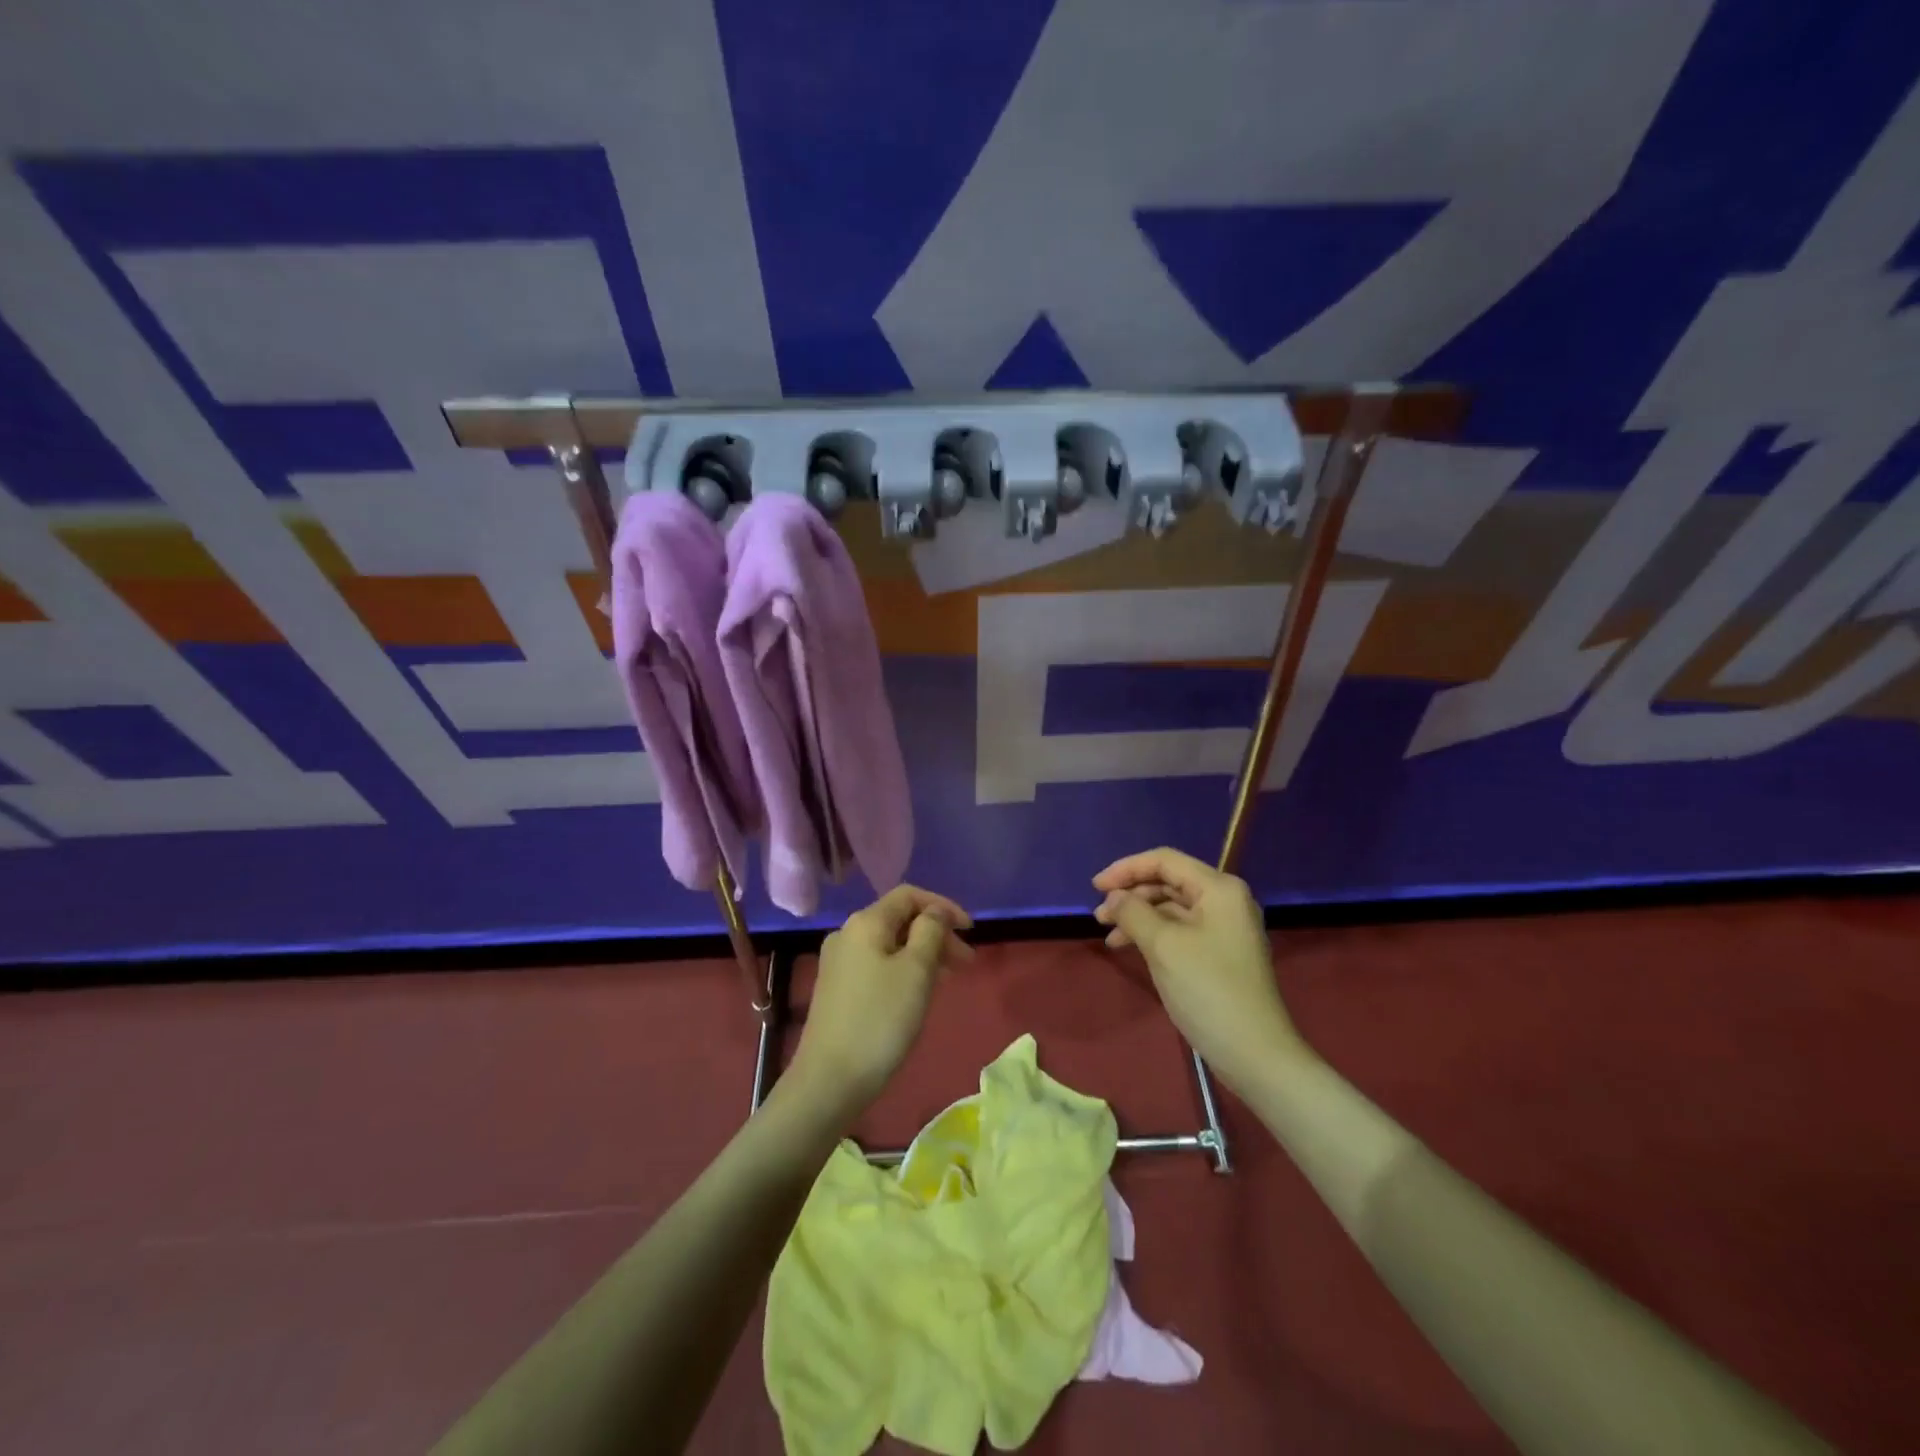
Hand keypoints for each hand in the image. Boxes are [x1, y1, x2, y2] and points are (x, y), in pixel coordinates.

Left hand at [787, 885, 973, 1121]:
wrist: (829, 1080)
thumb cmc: (880, 1020)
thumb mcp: (916, 971)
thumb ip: (930, 931)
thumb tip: (935, 912)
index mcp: (865, 922)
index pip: (909, 895)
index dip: (943, 906)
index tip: (971, 931)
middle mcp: (848, 934)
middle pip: (900, 919)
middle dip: (937, 934)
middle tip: (967, 962)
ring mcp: (840, 963)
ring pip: (891, 944)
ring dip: (924, 953)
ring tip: (950, 978)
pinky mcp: (839, 989)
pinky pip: (879, 965)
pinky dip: (905, 969)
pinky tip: (920, 992)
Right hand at [1093, 848, 1302, 1092]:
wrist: (1254, 1054)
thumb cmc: (1208, 990)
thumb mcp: (1163, 945)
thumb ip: (1133, 912)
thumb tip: (1115, 897)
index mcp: (1218, 888)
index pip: (1164, 861)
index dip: (1126, 869)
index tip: (1095, 888)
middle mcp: (1225, 901)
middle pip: (1168, 883)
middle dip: (1131, 895)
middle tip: (1099, 917)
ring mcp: (1224, 929)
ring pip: (1171, 908)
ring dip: (1138, 917)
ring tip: (1109, 936)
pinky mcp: (1219, 954)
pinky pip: (1180, 931)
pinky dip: (1153, 935)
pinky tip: (1130, 949)